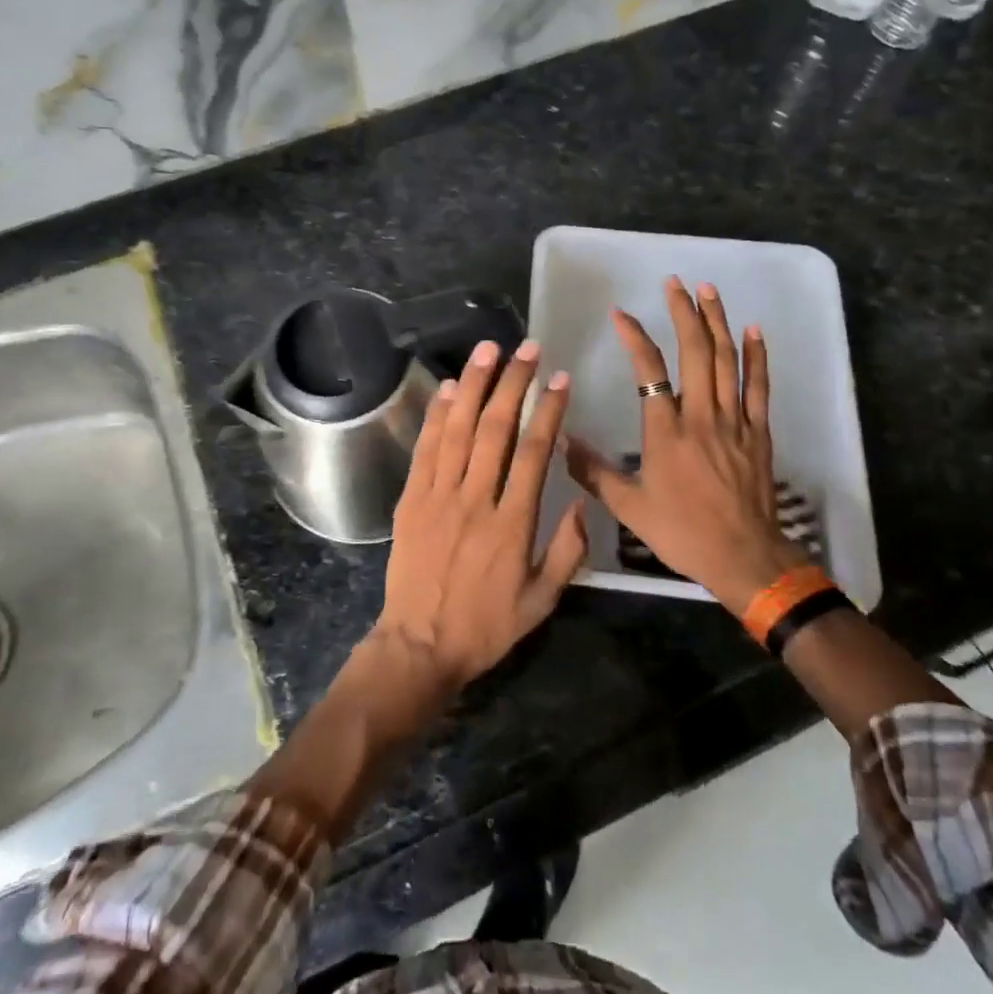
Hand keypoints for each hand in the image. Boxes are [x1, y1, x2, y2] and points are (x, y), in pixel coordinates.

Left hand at [374, 337, 589, 691]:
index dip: (549, 411)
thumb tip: (581, 499)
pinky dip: (438, 415)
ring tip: (489, 349)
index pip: (535, 453)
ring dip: (475, 385)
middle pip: (496, 429)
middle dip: (514, 383)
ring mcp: (438, 496)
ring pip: (458, 429)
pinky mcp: (411, 499)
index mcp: (513, 524)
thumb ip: (568, 550)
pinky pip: (426, 448)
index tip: (560, 380)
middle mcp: (475, 500)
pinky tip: (450, 387)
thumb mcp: (542, 601)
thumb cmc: (486, 626)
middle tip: (528, 348)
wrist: (419, 645)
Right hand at [567, 277, 809, 613]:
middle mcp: (700, 416)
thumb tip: (561, 442)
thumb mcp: (628, 507)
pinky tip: (752, 331)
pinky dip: (756, 356)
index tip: (620, 314)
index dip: (634, 337)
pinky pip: (758, 387)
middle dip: (684, 313)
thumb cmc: (682, 531)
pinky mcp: (758, 432)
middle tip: (675, 283)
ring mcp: (734, 421)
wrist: (743, 557)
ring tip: (708, 291)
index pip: (648, 370)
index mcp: (665, 431)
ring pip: (727, 361)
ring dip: (717, 322)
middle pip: (695, 352)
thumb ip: (593, 472)